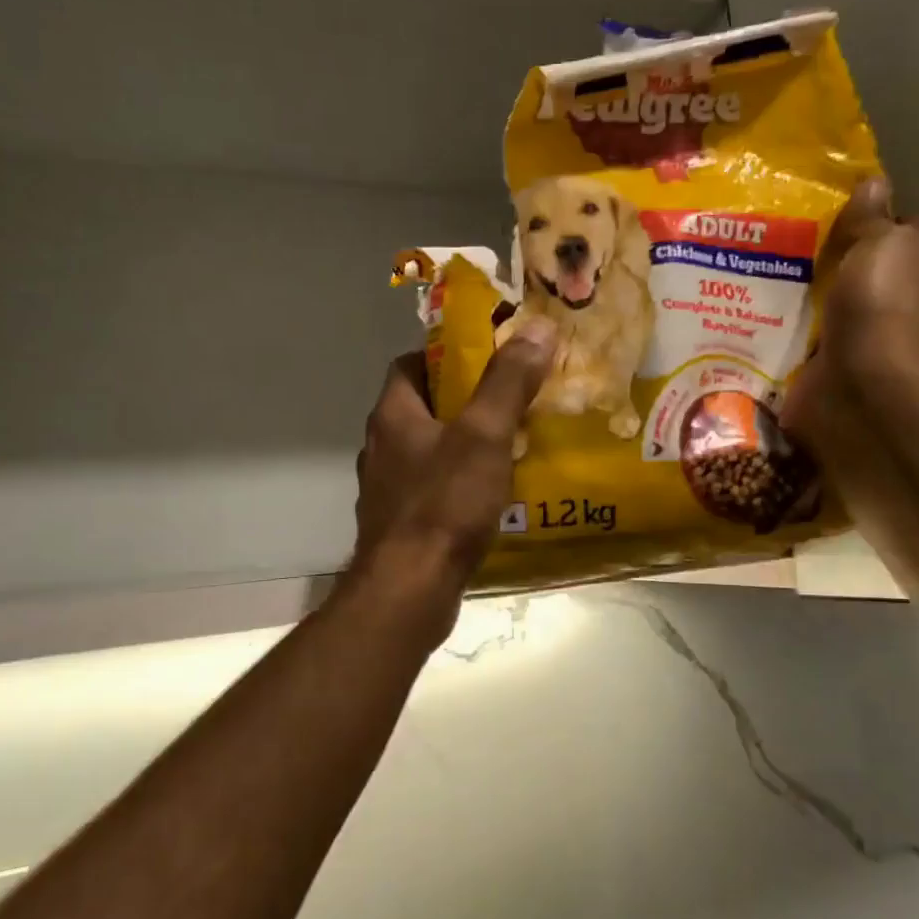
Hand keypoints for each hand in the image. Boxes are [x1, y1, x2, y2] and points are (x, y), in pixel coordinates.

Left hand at [351, 322, 556, 595]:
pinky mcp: (401, 526)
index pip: (409, 365)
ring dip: (463, 446)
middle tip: (511, 401)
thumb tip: (537, 328)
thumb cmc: (443, 504)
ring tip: (511, 446)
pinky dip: (459, 486)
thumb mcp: (484, 435)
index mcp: (393, 416)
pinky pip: (433, 491)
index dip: (444, 355)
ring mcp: (387, 490)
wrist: (410, 589)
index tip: (486, 358)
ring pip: (428, 453)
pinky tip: (493, 497)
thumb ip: (508, 382)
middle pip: (422, 409)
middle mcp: (381, 448)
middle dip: (464, 402)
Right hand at [781, 177, 918, 460]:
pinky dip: (788, 330)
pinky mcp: (834, 368)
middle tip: (787, 241)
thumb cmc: (883, 308)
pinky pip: (807, 339)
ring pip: (832, 305)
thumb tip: (873, 183)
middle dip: (830, 259)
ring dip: (805, 296)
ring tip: (763, 273)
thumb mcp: (883, 243)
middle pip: (864, 270)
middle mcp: (909, 307)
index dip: (873, 220)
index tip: (832, 214)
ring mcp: (871, 341)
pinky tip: (759, 312)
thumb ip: (873, 215)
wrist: (860, 391)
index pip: (906, 233)